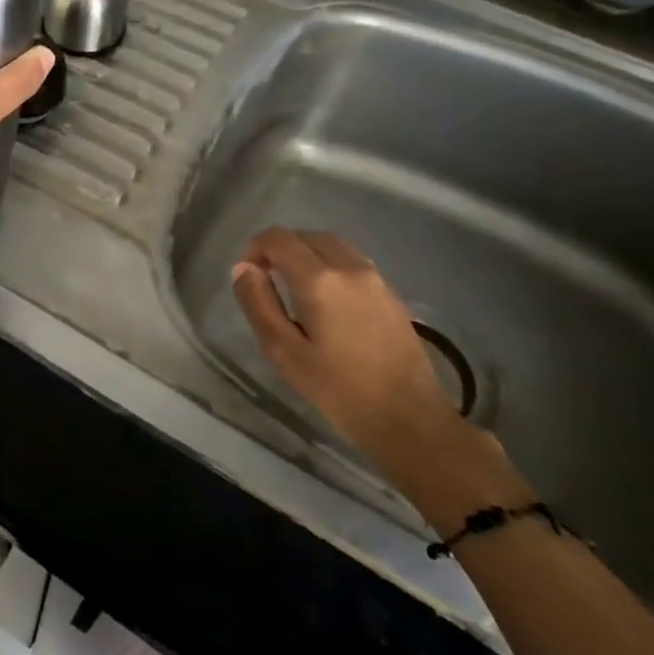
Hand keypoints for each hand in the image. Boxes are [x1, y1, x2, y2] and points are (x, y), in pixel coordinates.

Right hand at [230, 227, 457, 467]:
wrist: (409, 419)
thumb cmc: (338, 389)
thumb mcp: (283, 351)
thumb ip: (258, 303)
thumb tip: (243, 269)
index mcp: (319, 279)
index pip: (277, 238)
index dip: (254, 248)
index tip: (247, 276)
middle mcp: (349, 267)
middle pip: (306, 235)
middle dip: (279, 249)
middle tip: (266, 279)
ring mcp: (375, 278)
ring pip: (332, 244)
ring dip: (306, 253)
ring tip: (293, 287)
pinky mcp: (391, 293)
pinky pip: (352, 261)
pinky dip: (329, 264)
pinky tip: (326, 299)